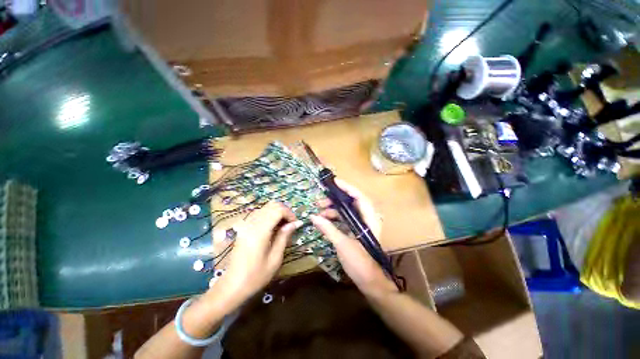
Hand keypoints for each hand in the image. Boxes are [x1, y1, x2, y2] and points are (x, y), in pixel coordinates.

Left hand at [215, 201, 301, 306]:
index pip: (278, 210)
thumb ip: (284, 236)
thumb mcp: (275, 258)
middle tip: (290, 224)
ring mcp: (246, 224)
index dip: (289, 213)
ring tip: (283, 226)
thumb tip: (296, 223)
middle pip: (272, 205)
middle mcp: (252, 223)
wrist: (232, 285)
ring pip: (266, 207)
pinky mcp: (244, 227)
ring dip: (277, 212)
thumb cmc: (256, 276)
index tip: (295, 224)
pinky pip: (260, 213)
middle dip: (285, 211)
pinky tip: (273, 228)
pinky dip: (270, 215)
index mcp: (260, 231)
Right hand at [310, 180, 397, 296]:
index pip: (359, 197)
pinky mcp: (357, 231)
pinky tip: (325, 220)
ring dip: (334, 209)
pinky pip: (346, 219)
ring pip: (348, 211)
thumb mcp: (342, 245)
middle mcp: (367, 219)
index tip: (334, 182)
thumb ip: (328, 229)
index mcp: (369, 219)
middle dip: (336, 200)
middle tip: (321, 201)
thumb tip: (313, 217)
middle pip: (352, 202)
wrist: (371, 283)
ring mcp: (362, 225)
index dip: (347, 188)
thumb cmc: (360, 263)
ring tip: (320, 212)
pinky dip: (335, 218)